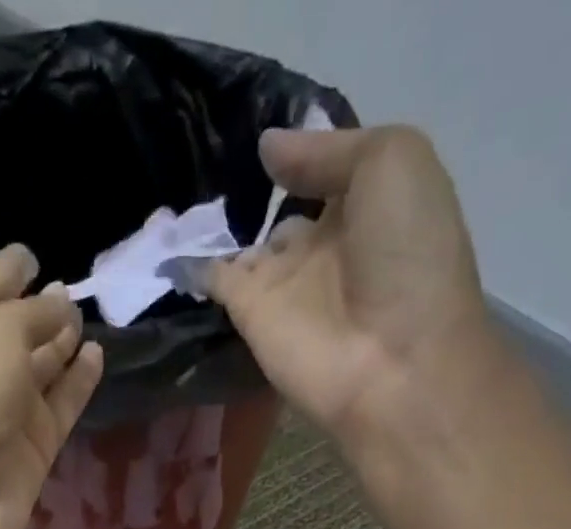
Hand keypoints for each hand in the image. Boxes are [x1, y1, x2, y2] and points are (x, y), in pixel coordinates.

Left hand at [0, 245, 103, 528]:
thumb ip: (35, 313)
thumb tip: (62, 303)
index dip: (8, 269)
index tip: (33, 254)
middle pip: (15, 331)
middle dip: (41, 309)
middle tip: (78, 290)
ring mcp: (7, 411)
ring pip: (42, 369)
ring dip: (63, 344)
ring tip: (94, 319)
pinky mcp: (34, 449)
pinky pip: (61, 406)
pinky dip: (79, 382)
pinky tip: (98, 356)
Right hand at [206, 126, 489, 455]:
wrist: (392, 364)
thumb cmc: (407, 256)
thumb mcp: (391, 163)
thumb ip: (326, 151)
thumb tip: (266, 147)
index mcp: (369, 207)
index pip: (327, 173)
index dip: (300, 150)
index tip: (263, 122)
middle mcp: (325, 245)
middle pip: (282, 212)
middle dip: (252, 189)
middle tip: (206, 156)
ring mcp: (284, 285)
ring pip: (246, 247)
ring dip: (215, 225)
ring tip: (173, 186)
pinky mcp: (250, 317)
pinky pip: (215, 281)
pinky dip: (190, 265)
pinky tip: (163, 242)